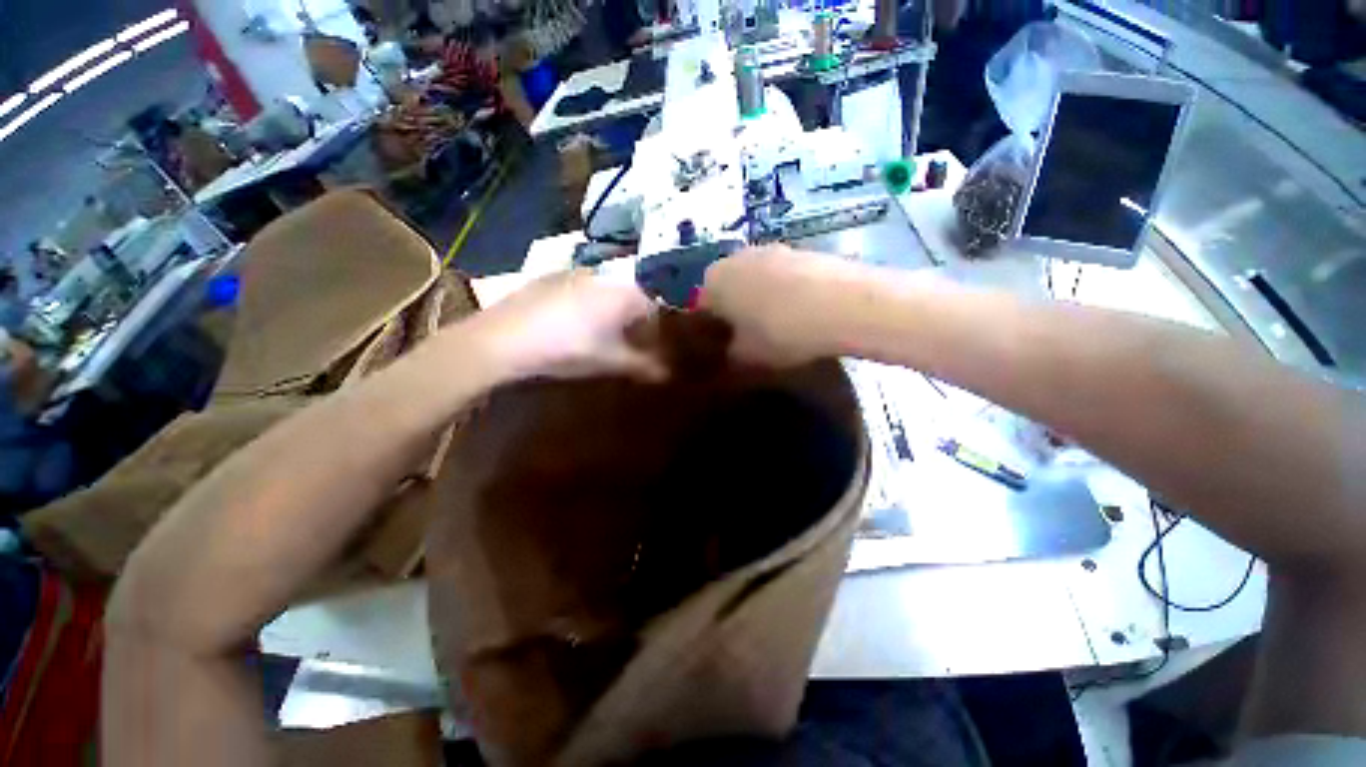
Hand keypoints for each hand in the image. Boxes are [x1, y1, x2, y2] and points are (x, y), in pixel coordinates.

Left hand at [468, 270, 666, 382]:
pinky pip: (582, 291)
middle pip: (632, 299)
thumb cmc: (567, 349)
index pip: (656, 307)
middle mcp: (604, 276)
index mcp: (624, 293)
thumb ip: (643, 365)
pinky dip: (587, 307)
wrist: (502, 339)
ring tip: (600, 338)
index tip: (652, 350)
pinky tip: (572, 326)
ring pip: (606, 294)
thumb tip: (668, 374)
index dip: (657, 331)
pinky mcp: (550, 278)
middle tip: (627, 346)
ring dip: (611, 314)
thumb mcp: (610, 361)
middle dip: (634, 322)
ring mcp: (575, 274)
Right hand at [700, 245, 859, 366]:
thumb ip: (729, 354)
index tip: (725, 347)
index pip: (701, 307)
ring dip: (762, 299)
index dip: (712, 331)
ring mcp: (772, 249)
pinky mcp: (803, 249)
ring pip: (757, 279)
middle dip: (735, 311)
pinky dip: (787, 291)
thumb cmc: (780, 332)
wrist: (843, 305)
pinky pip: (784, 275)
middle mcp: (737, 257)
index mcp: (713, 281)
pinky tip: (803, 312)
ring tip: (780, 325)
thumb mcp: (746, 356)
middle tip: (750, 337)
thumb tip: (730, 351)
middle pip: (729, 289)